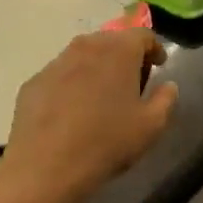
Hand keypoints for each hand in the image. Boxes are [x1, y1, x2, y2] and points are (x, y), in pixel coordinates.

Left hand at [0, 29, 177, 202]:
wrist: (45, 167)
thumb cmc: (107, 142)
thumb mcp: (151, 126)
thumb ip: (166, 99)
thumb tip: (167, 85)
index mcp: (119, 50)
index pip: (143, 34)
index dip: (154, 48)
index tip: (158, 66)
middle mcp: (87, 46)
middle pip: (112, 40)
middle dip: (125, 56)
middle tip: (131, 82)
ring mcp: (56, 62)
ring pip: (84, 55)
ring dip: (97, 68)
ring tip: (101, 96)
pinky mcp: (34, 82)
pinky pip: (61, 75)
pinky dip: (72, 84)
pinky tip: (72, 111)